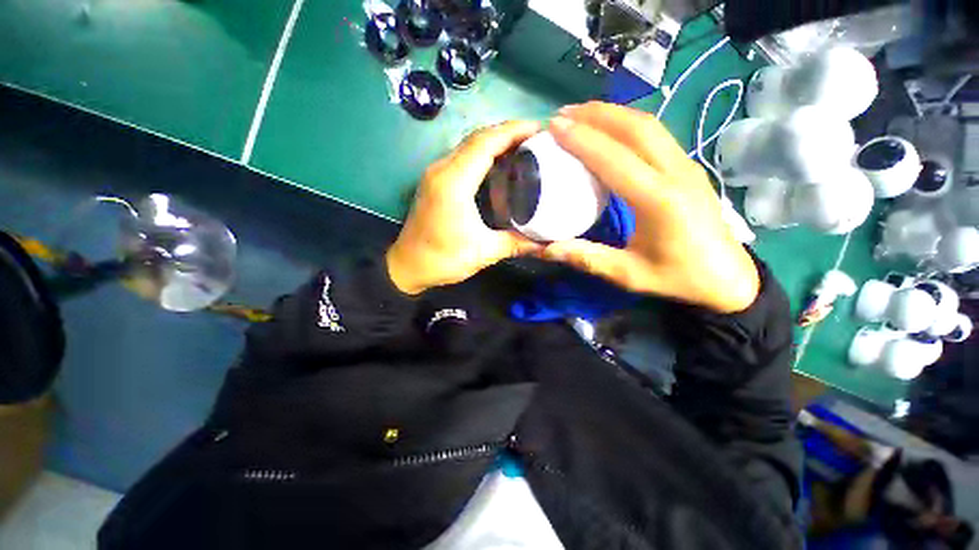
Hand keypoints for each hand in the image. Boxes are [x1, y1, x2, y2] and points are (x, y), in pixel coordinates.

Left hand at [386, 121, 543, 294]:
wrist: (407, 267)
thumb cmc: (443, 259)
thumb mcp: (483, 252)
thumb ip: (516, 244)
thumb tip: (545, 244)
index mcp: (454, 182)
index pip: (486, 142)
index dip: (514, 130)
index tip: (540, 129)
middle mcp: (443, 169)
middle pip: (478, 137)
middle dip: (509, 132)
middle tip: (537, 139)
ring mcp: (436, 173)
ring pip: (469, 145)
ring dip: (496, 141)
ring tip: (524, 147)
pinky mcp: (435, 181)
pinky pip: (462, 157)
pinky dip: (483, 154)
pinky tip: (500, 165)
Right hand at [545, 102, 759, 312]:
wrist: (728, 278)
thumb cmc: (678, 278)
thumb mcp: (628, 274)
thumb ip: (587, 258)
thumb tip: (546, 249)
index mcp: (660, 201)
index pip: (615, 159)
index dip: (583, 140)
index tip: (555, 127)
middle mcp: (676, 173)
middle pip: (636, 128)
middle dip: (597, 115)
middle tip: (563, 114)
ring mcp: (687, 166)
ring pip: (649, 125)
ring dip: (613, 114)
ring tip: (582, 114)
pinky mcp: (688, 167)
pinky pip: (656, 135)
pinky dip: (628, 124)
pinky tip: (610, 128)